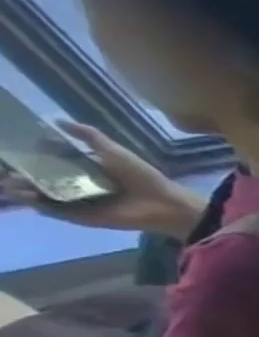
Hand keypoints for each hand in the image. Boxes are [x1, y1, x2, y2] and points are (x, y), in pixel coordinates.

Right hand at [1, 122, 202, 236]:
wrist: (164, 203)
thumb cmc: (142, 176)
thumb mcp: (114, 151)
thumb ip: (90, 136)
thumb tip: (58, 120)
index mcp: (84, 170)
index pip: (47, 162)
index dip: (27, 157)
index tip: (8, 149)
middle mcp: (77, 186)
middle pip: (39, 179)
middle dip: (18, 174)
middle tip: (5, 168)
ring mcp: (78, 202)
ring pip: (41, 195)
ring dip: (21, 189)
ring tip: (8, 182)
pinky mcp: (81, 217)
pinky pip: (54, 211)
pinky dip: (38, 204)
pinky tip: (25, 195)